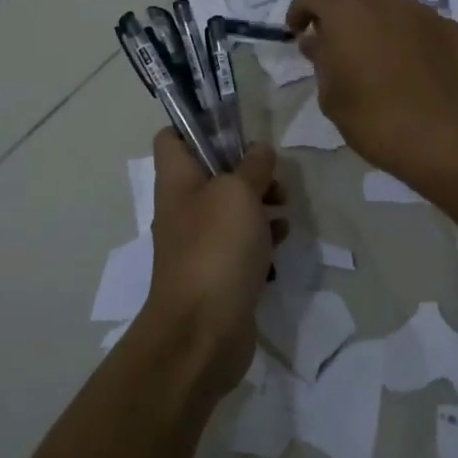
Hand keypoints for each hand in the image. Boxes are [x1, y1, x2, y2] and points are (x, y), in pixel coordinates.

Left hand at [141, 129, 283, 400]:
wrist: (203, 332)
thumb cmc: (216, 249)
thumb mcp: (238, 193)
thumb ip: (252, 166)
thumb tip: (259, 150)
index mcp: (177, 181)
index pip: (173, 137)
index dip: (198, 125)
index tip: (236, 127)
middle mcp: (184, 207)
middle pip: (212, 171)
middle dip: (247, 168)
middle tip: (273, 175)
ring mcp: (201, 242)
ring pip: (233, 207)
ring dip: (261, 202)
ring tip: (285, 208)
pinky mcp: (220, 271)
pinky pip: (243, 242)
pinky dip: (263, 237)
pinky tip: (282, 241)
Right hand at [286, 0, 457, 187]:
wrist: (443, 141)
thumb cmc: (375, 122)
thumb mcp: (332, 97)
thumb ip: (321, 60)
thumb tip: (316, 40)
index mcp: (348, 14)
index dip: (301, 7)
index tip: (299, 32)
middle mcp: (386, 1)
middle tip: (334, 24)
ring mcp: (423, 12)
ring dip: (375, 14)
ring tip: (377, 56)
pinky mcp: (451, 29)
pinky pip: (420, 20)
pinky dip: (407, 34)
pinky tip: (410, 68)